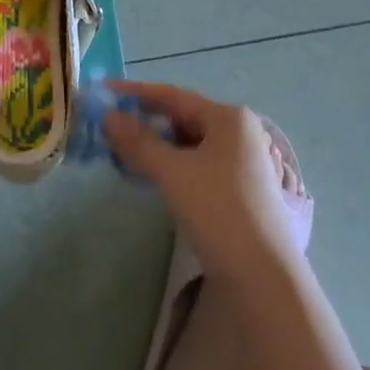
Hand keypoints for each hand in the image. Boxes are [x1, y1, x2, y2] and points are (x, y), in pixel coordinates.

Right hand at [105, 80, 298, 286]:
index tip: (105, 92)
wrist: (264, 278)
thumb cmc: (219, 211)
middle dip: (147, 121)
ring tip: (127, 151)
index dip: (136, 92)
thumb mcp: (173, 173)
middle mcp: (241, 132)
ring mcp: (245, 161)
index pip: (175, 96)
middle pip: (185, 117)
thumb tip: (109, 117)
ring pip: (192, 143)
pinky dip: (175, 164)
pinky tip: (156, 175)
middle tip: (112, 127)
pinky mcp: (242, 189)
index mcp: (230, 118)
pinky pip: (200, 163)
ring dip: (159, 145)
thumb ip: (139, 142)